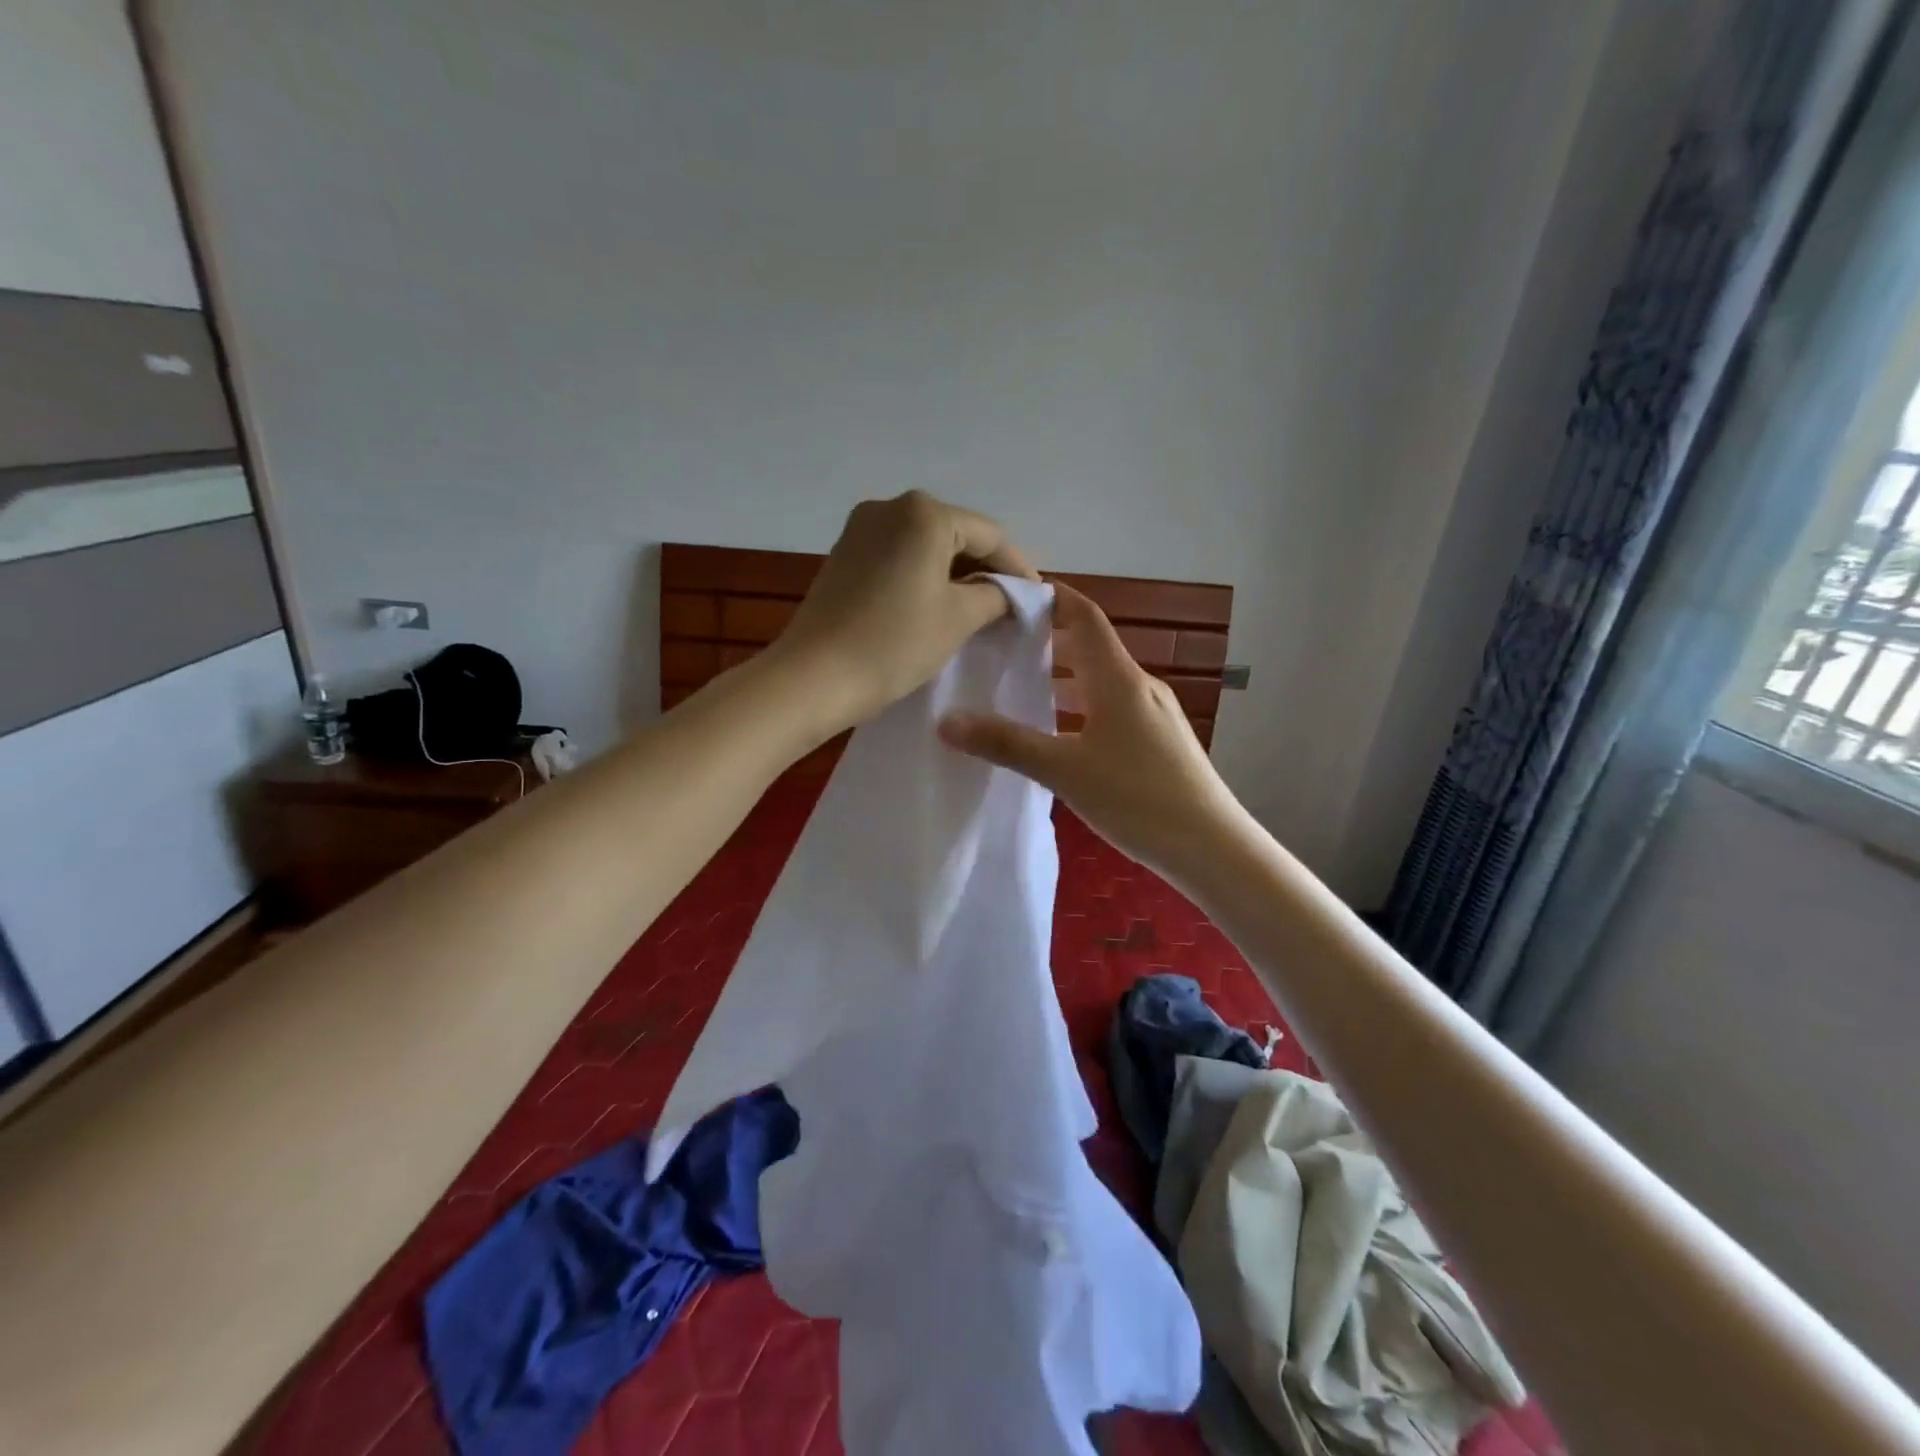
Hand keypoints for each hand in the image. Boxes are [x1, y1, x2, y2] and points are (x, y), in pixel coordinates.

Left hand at [772, 491, 1036, 732]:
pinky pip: (899, 557)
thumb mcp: (958, 619)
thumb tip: (1006, 591)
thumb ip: (994, 596)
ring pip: (926, 545)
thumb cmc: (895, 643)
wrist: (814, 676)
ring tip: (979, 608)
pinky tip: (937, 603)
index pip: (989, 534)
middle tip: (1010, 604)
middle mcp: (891, 507)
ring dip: (955, 573)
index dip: (1018, 567)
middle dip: (986, 568)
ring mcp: (861, 529)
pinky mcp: (844, 554)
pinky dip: (924, 576)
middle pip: (956, 534)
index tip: (1037, 598)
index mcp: (925, 513)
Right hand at [938, 583, 1251, 885]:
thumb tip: (946, 721)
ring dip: (1063, 678)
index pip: (1084, 616)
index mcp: (1119, 679)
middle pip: (1091, 647)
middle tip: (1000, 643)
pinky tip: (1058, 735)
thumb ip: (1006, 744)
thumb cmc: (1137, 797)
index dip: (1051, 596)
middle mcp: (1140, 686)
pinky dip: (1080, 707)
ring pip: (1101, 682)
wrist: (1211, 847)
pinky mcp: (1159, 742)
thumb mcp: (1064, 770)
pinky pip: (1112, 709)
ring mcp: (1154, 715)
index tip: (1012, 594)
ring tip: (1019, 687)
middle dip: (1048, 640)